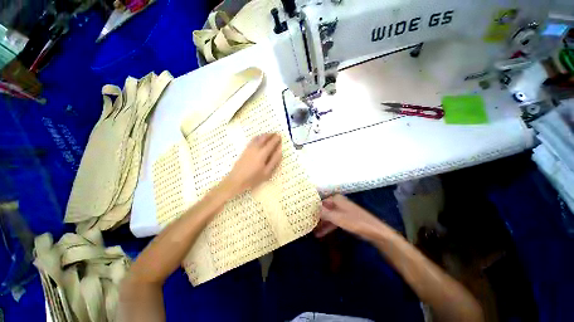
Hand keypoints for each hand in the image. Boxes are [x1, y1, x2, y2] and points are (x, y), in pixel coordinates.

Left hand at [221, 133, 282, 195]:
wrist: (236, 179)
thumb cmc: (253, 178)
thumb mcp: (267, 172)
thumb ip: (274, 160)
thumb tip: (280, 150)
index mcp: (262, 153)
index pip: (271, 143)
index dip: (276, 139)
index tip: (280, 136)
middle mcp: (256, 148)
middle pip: (264, 138)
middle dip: (271, 135)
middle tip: (276, 133)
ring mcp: (249, 148)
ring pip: (258, 137)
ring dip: (264, 135)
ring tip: (269, 134)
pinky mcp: (245, 149)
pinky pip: (253, 140)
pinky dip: (258, 137)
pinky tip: (259, 138)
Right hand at [314, 194, 389, 239]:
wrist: (374, 231)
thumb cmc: (355, 221)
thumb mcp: (337, 217)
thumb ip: (323, 213)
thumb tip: (311, 208)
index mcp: (336, 199)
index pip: (320, 202)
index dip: (313, 210)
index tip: (306, 217)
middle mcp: (338, 202)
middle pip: (324, 209)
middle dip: (317, 218)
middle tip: (309, 226)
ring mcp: (342, 211)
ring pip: (328, 216)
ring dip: (322, 224)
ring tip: (313, 233)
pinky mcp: (345, 218)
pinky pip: (334, 221)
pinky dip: (328, 226)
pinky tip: (321, 234)